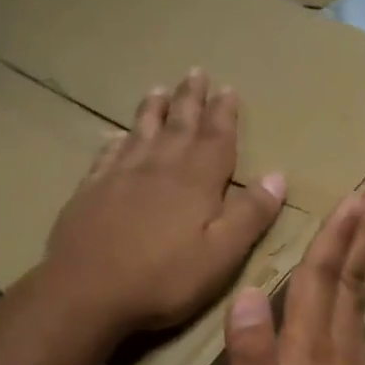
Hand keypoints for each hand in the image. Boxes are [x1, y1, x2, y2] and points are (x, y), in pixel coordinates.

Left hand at [44, 70, 285, 340]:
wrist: (87, 291)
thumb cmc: (164, 279)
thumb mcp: (221, 255)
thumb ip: (250, 215)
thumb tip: (278, 175)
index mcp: (196, 181)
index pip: (216, 137)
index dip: (224, 113)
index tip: (228, 88)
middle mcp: (159, 167)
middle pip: (179, 125)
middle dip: (190, 99)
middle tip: (195, 72)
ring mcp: (120, 176)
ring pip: (141, 132)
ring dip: (153, 110)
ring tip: (158, 89)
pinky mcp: (91, 191)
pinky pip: (107, 155)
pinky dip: (116, 141)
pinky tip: (115, 136)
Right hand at [224, 181, 364, 364]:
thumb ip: (250, 359)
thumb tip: (248, 293)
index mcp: (311, 354)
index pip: (322, 280)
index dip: (337, 236)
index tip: (356, 194)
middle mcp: (338, 351)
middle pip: (352, 279)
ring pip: (361, 297)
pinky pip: (360, 320)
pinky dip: (363, 289)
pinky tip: (362, 285)